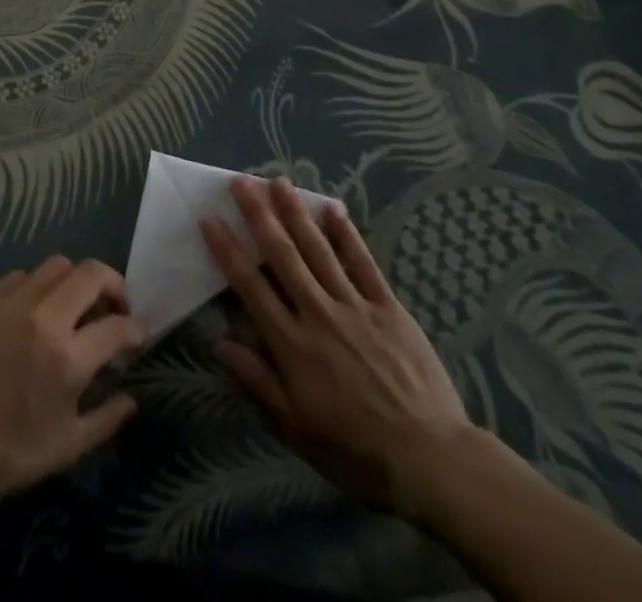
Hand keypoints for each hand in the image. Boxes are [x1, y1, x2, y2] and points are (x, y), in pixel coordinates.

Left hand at [0, 257, 144, 506]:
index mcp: (68, 356)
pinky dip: (38, 287)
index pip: (117, 326)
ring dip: (76, 281)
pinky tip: (34, 311)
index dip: (135, 330)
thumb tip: (131, 398)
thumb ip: (106, 418)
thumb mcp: (66, 447)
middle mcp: (43, 317)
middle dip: (113, 285)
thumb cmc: (8, 453)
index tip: (136, 337)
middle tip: (115, 307)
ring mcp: (11, 303)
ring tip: (75, 305)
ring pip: (57, 266)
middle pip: (91, 274)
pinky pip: (21, 276)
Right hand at [202, 177, 476, 519]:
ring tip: (279, 181)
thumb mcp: (296, 430)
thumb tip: (219, 342)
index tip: (209, 218)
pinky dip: (347, 234)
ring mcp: (355, 306)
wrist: (431, 460)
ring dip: (296, 213)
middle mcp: (318, 314)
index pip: (250, 286)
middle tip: (241, 181)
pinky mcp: (388, 308)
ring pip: (318, 249)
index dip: (227, 250)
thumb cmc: (356, 452)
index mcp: (292, 345)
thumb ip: (257, 382)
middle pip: (282, 255)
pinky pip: (364, 263)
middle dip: (258, 215)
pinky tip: (333, 208)